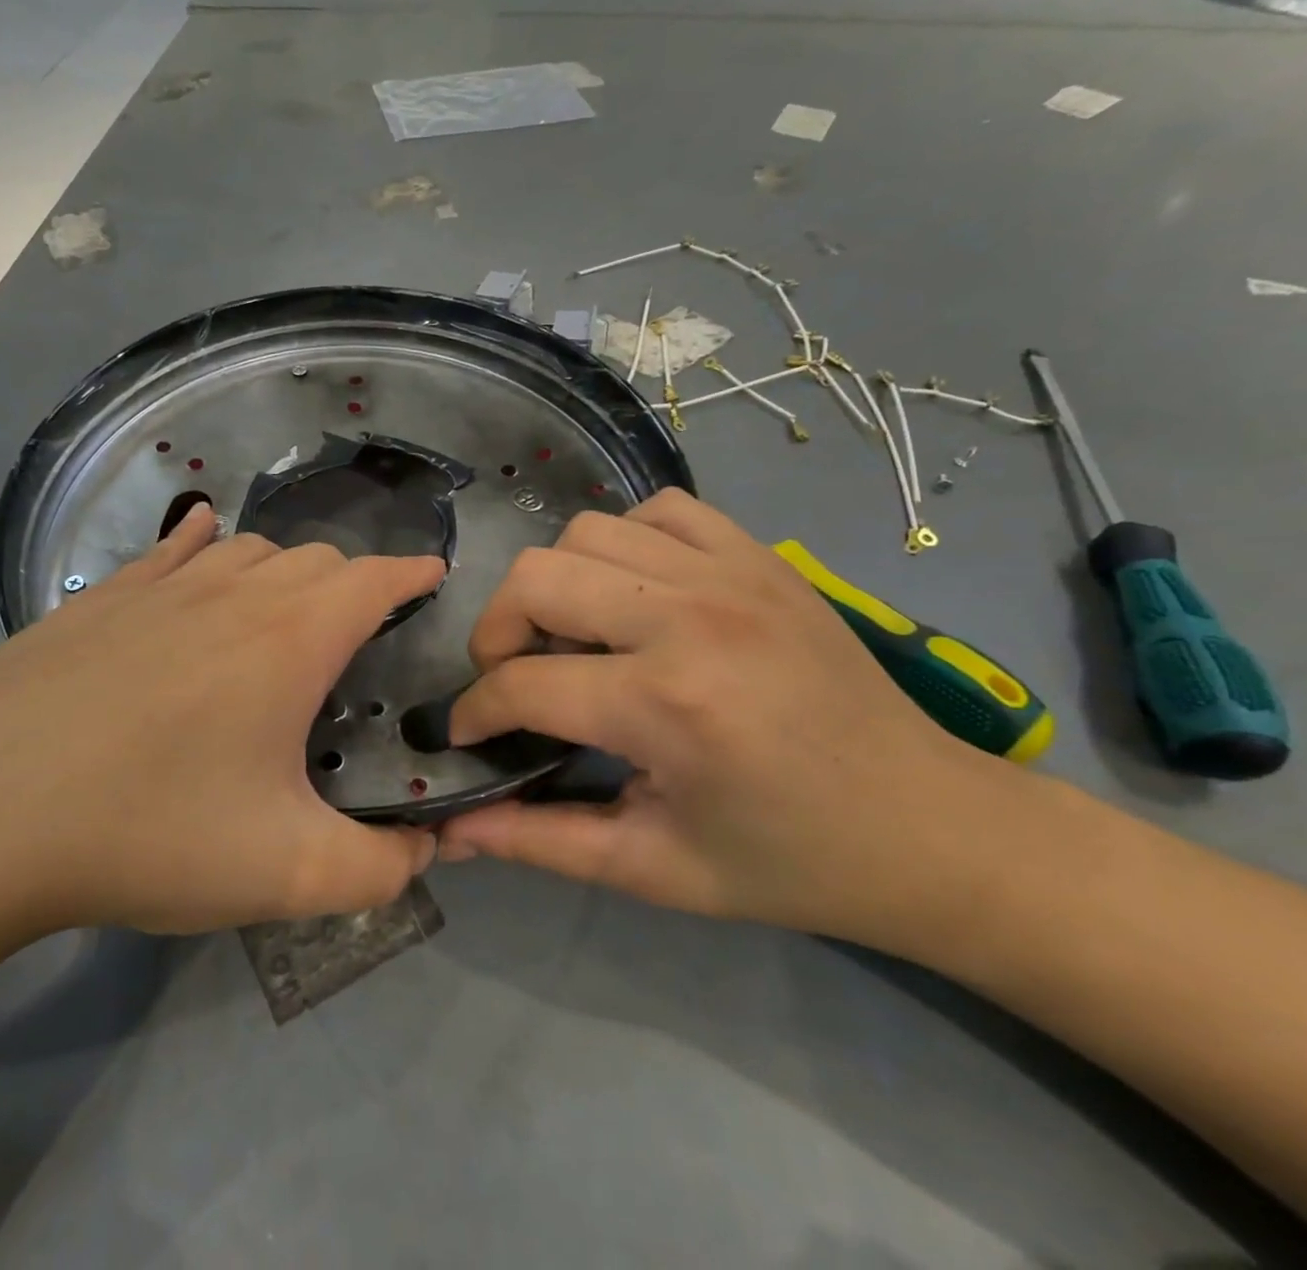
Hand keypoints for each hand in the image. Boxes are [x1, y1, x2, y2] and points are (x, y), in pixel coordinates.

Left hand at [0, 505, 443, 963]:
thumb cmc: (148, 832)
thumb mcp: (285, 874)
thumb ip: (380, 870)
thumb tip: (428, 850)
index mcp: (289, 639)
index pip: (374, 579)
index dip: (412, 574)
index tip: (433, 577)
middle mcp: (232, 593)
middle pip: (315, 558)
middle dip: (352, 584)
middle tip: (356, 635)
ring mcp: (159, 588)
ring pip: (247, 550)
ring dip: (283, 569)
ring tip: (285, 610)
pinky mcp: (99, 600)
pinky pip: (170, 550)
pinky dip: (203, 543)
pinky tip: (201, 541)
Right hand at [437, 490, 1013, 943]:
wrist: (930, 825)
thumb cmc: (788, 861)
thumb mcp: (654, 869)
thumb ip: (540, 841)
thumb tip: (450, 829)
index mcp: (665, 706)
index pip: (521, 685)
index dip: (474, 712)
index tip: (468, 734)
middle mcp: (689, 618)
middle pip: (535, 579)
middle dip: (497, 632)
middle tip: (514, 677)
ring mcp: (729, 573)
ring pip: (585, 533)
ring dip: (556, 584)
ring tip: (575, 636)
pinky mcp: (759, 556)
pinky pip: (657, 511)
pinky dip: (623, 543)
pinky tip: (634, 594)